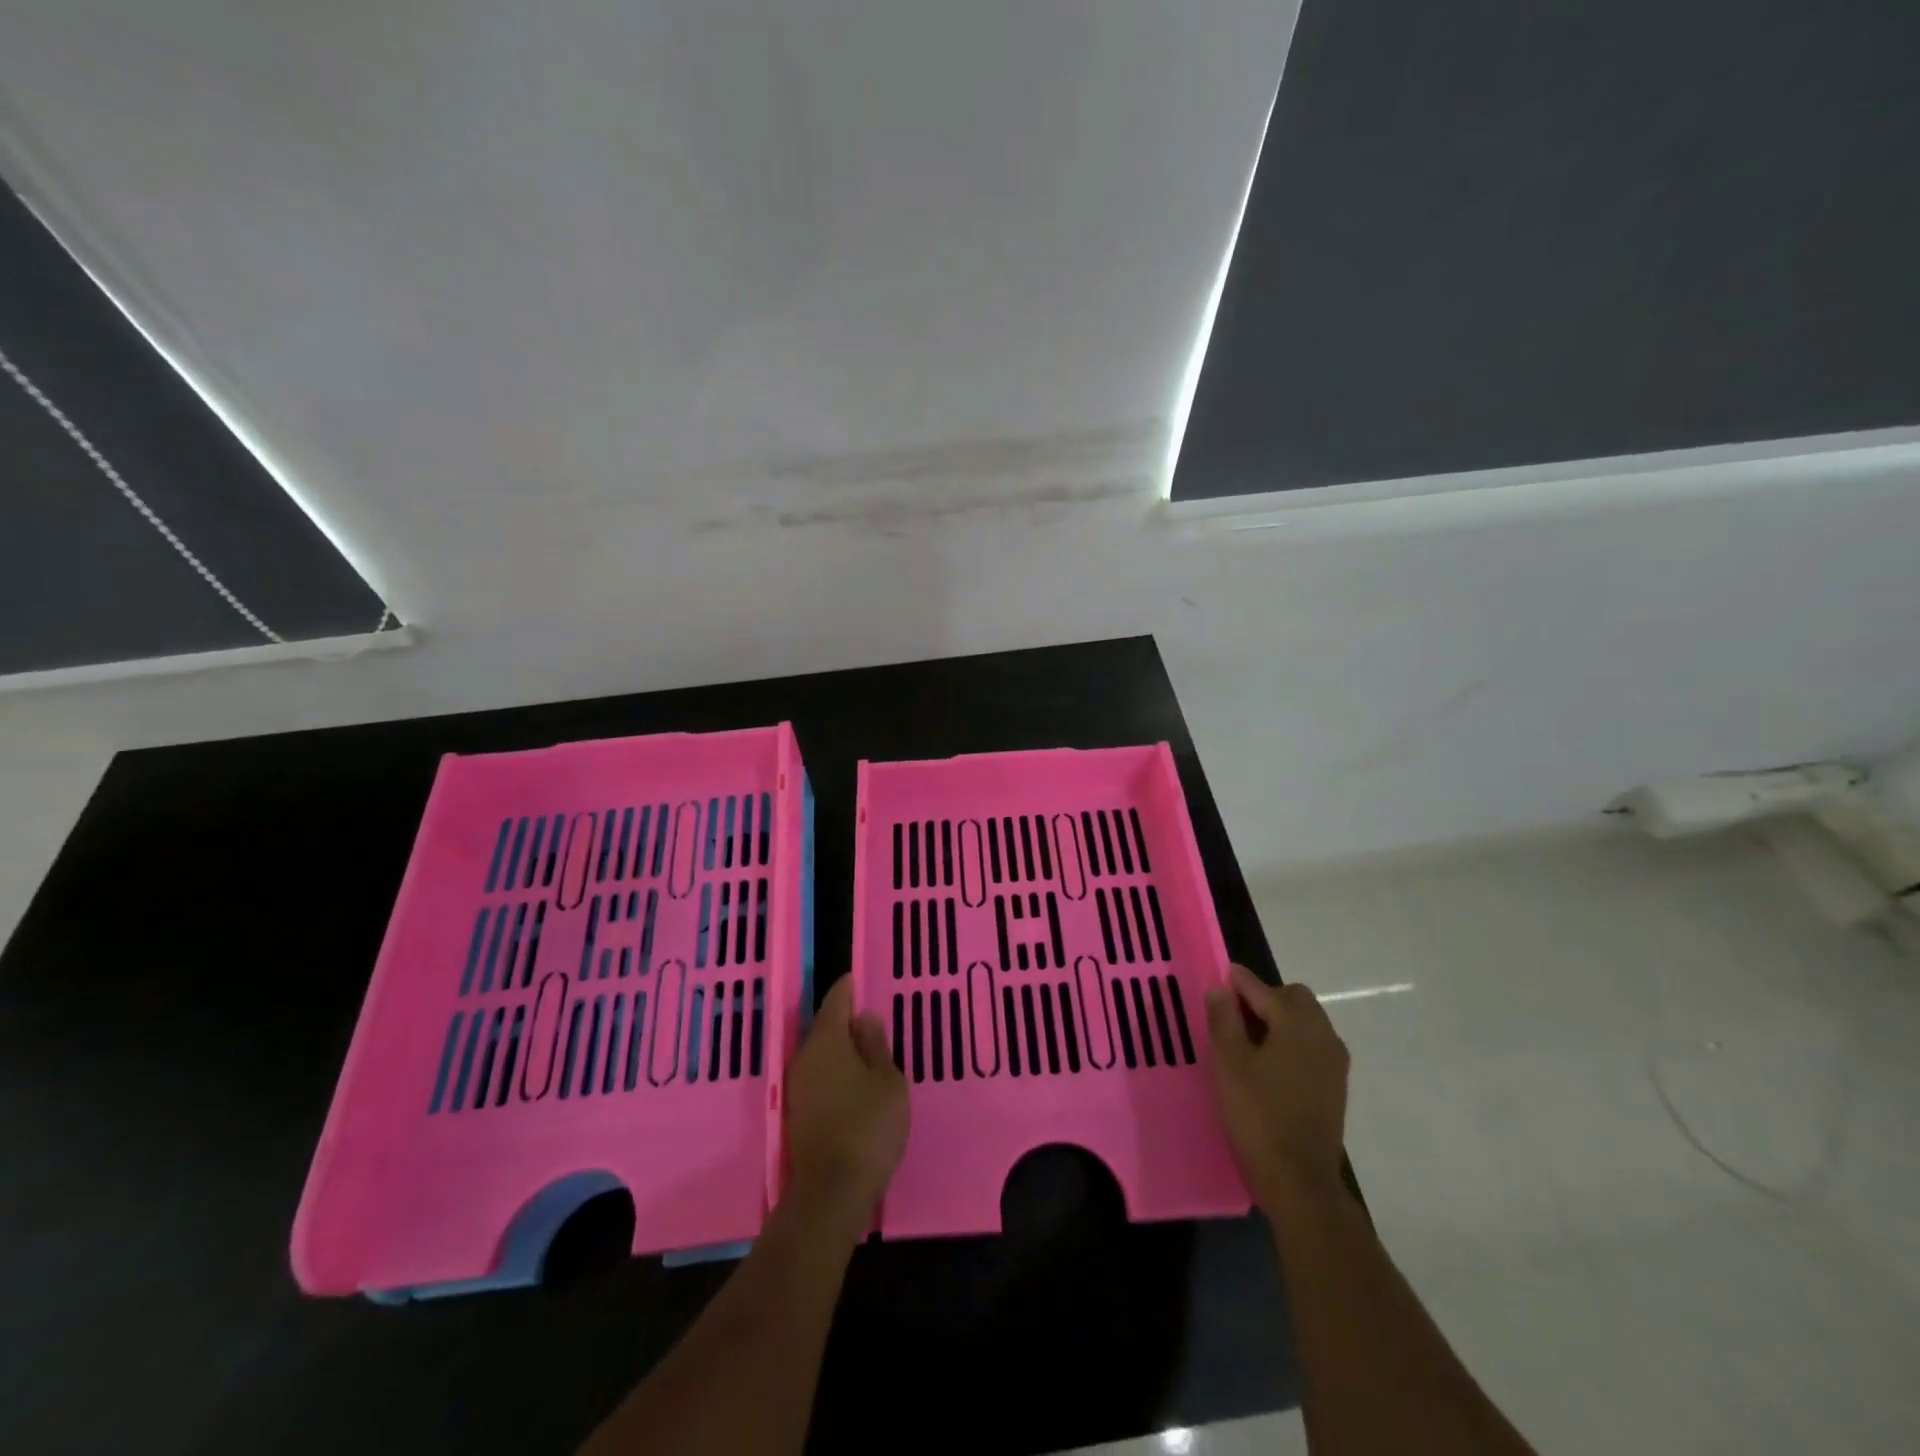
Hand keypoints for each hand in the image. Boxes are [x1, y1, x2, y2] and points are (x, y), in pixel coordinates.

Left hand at [782, 976, 908, 1238]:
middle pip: (824, 1028)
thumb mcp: (887, 1081)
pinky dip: (835, 1072)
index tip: (855, 978)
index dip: (847, 989)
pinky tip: (853, 1081)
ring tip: (866, 1049)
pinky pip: (819, 1077)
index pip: (835, 1003)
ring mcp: (798, 1087)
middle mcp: (805, 1058)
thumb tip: (864, 1018)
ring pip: (820, 1054)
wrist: (831, 1192)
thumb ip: (876, 1046)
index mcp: (827, 1041)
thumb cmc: (868, 1126)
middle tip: (868, 1016)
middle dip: (844, 1020)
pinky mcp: (798, 1113)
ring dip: (840, 1049)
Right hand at [1206, 963, 1350, 1215]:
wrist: (1299, 1179)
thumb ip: (1223, 1019)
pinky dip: (1292, 1042)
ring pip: (1307, 1022)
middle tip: (1234, 1013)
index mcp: (1296, 1024)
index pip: (1264, 989)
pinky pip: (1312, 1046)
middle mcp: (1322, 1035)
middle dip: (1265, 997)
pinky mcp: (1335, 1086)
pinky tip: (1269, 1064)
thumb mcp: (1229, 1063)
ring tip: (1248, 1039)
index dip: (1238, 981)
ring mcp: (1334, 1062)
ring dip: (1280, 1020)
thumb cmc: (1258, 1114)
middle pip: (1294, 999)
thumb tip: (1220, 988)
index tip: (1219, 977)